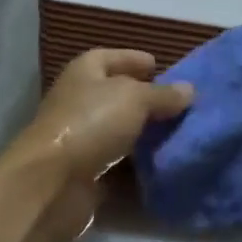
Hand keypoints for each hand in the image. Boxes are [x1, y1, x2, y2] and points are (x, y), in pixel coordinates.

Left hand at [6, 49, 192, 241]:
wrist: (51, 184)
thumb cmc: (91, 123)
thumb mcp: (134, 98)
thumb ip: (163, 94)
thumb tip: (189, 89)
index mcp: (85, 71)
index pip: (112, 57)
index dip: (135, 59)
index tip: (162, 68)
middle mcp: (80, 100)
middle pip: (118, 95)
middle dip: (147, 99)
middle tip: (180, 105)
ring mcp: (80, 137)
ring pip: (120, 130)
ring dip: (145, 133)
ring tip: (180, 133)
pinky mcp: (85, 171)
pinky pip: (118, 162)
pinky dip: (138, 163)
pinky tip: (165, 162)